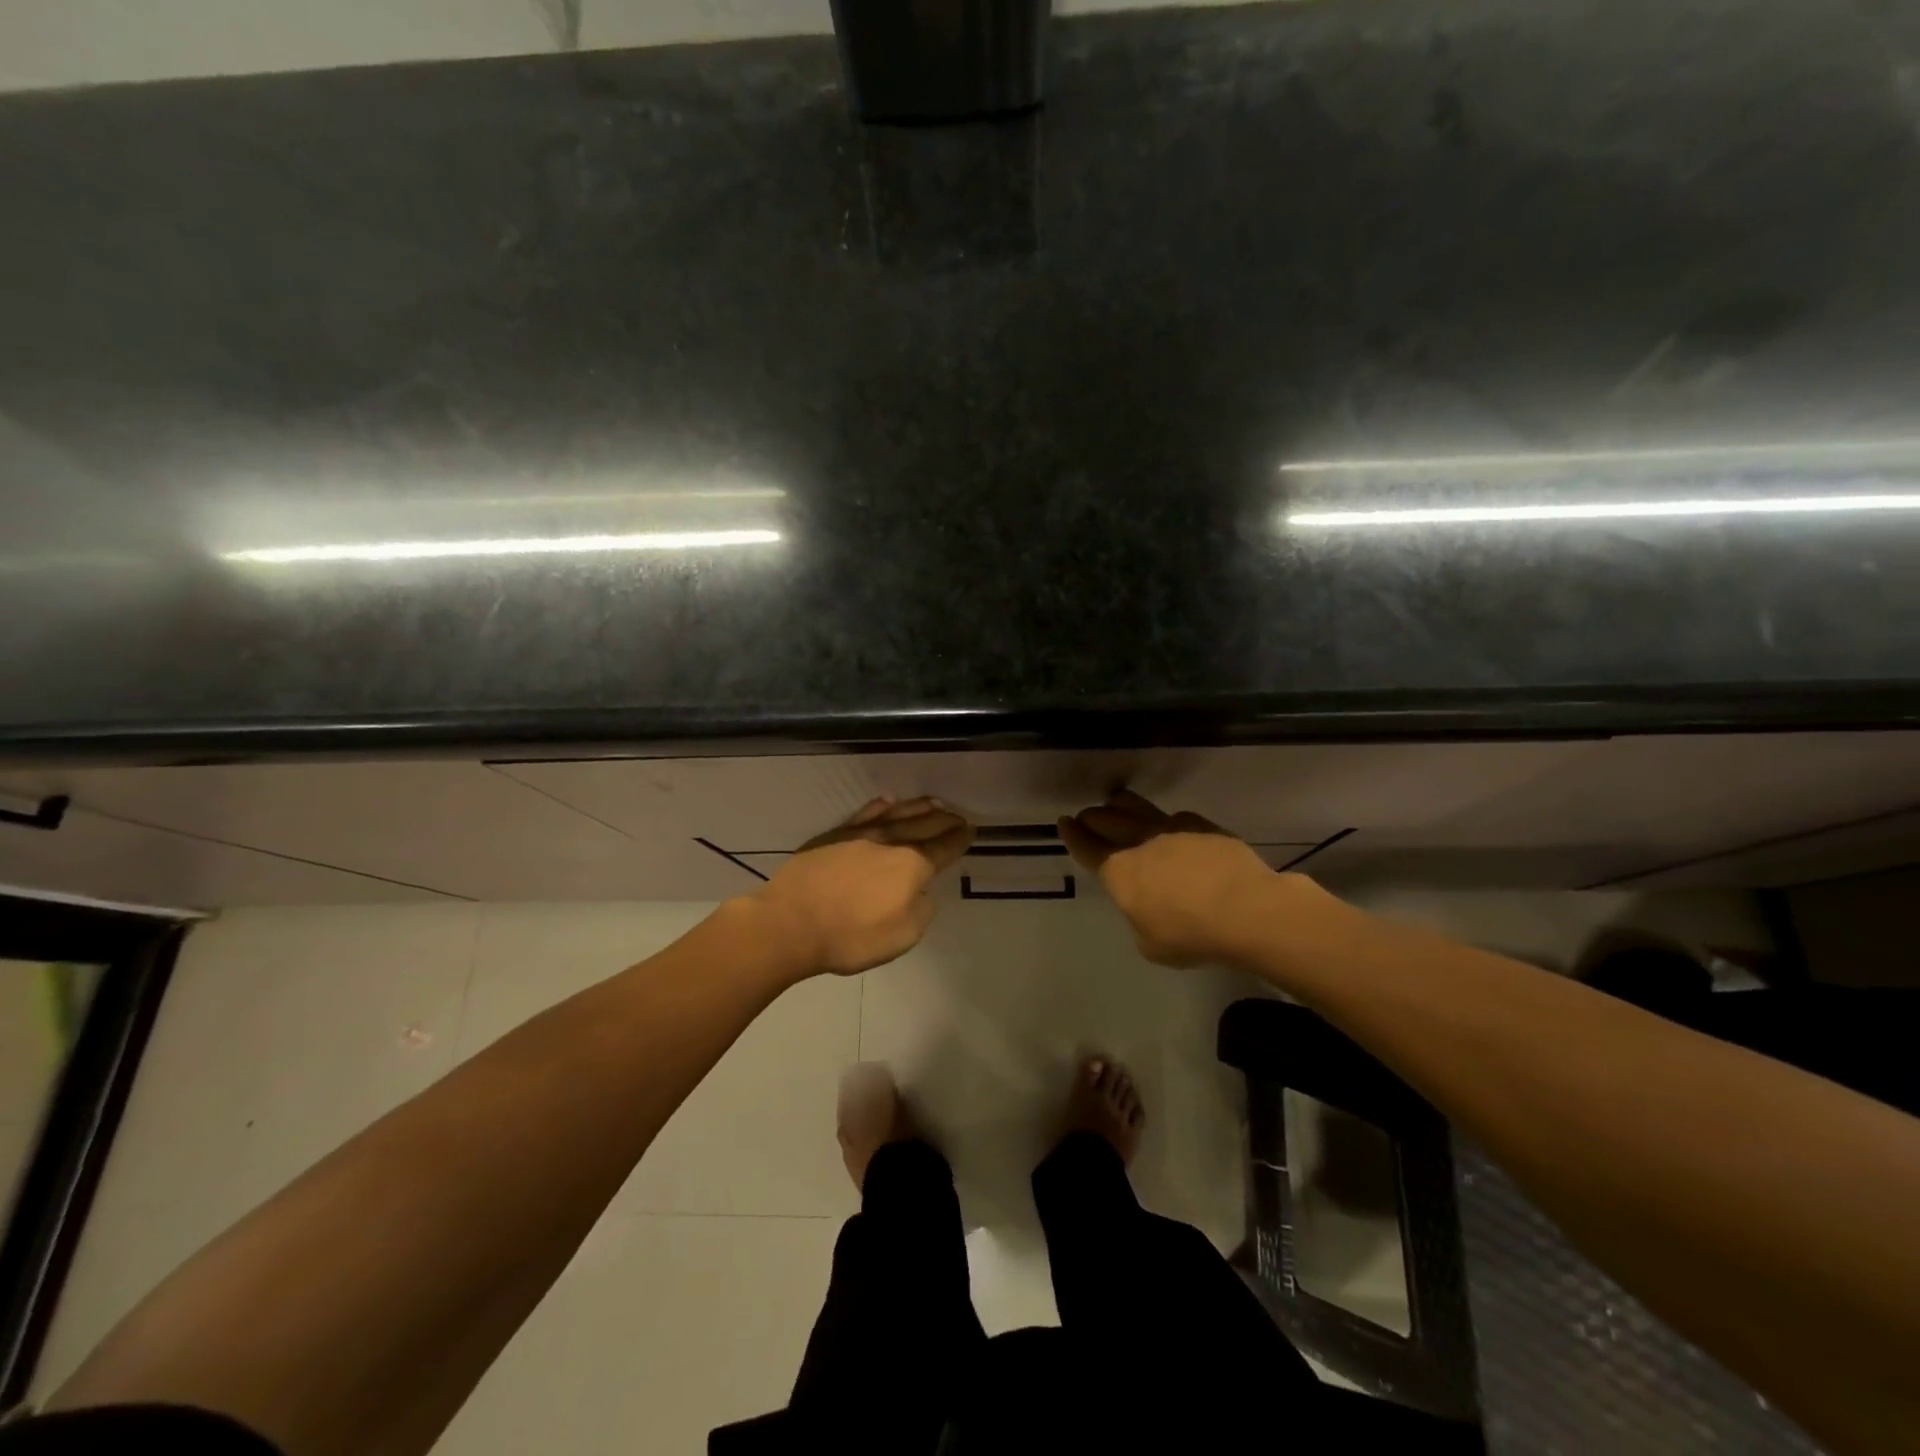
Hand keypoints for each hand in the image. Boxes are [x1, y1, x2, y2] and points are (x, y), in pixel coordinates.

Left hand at [753, 797, 973, 976]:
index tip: (971, 831)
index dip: (960, 840)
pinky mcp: (833, 835)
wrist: (790, 923)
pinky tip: (887, 802)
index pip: (944, 848)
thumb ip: (920, 910)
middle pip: (924, 825)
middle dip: (944, 820)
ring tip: (933, 803)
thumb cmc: (850, 936)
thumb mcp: (902, 936)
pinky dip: (880, 806)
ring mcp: (859, 834)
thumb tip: (920, 893)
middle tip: (958, 816)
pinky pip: (864, 813)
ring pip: (897, 813)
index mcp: (911, 865)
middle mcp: (890, 842)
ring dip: (918, 807)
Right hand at [1058, 790, 1278, 966]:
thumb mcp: (1150, 943)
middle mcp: (1140, 842)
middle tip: (1087, 817)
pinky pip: (1174, 816)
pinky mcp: (1202, 826)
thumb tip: (1145, 906)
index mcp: (1120, 872)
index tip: (1064, 822)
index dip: (1072, 835)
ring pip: (1135, 805)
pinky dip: (1163, 820)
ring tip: (1117, 804)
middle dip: (1092, 817)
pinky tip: (1170, 828)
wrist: (1248, 910)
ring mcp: (1172, 829)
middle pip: (1105, 819)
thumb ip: (1139, 919)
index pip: (1086, 847)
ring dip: (1120, 805)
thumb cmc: (1192, 935)